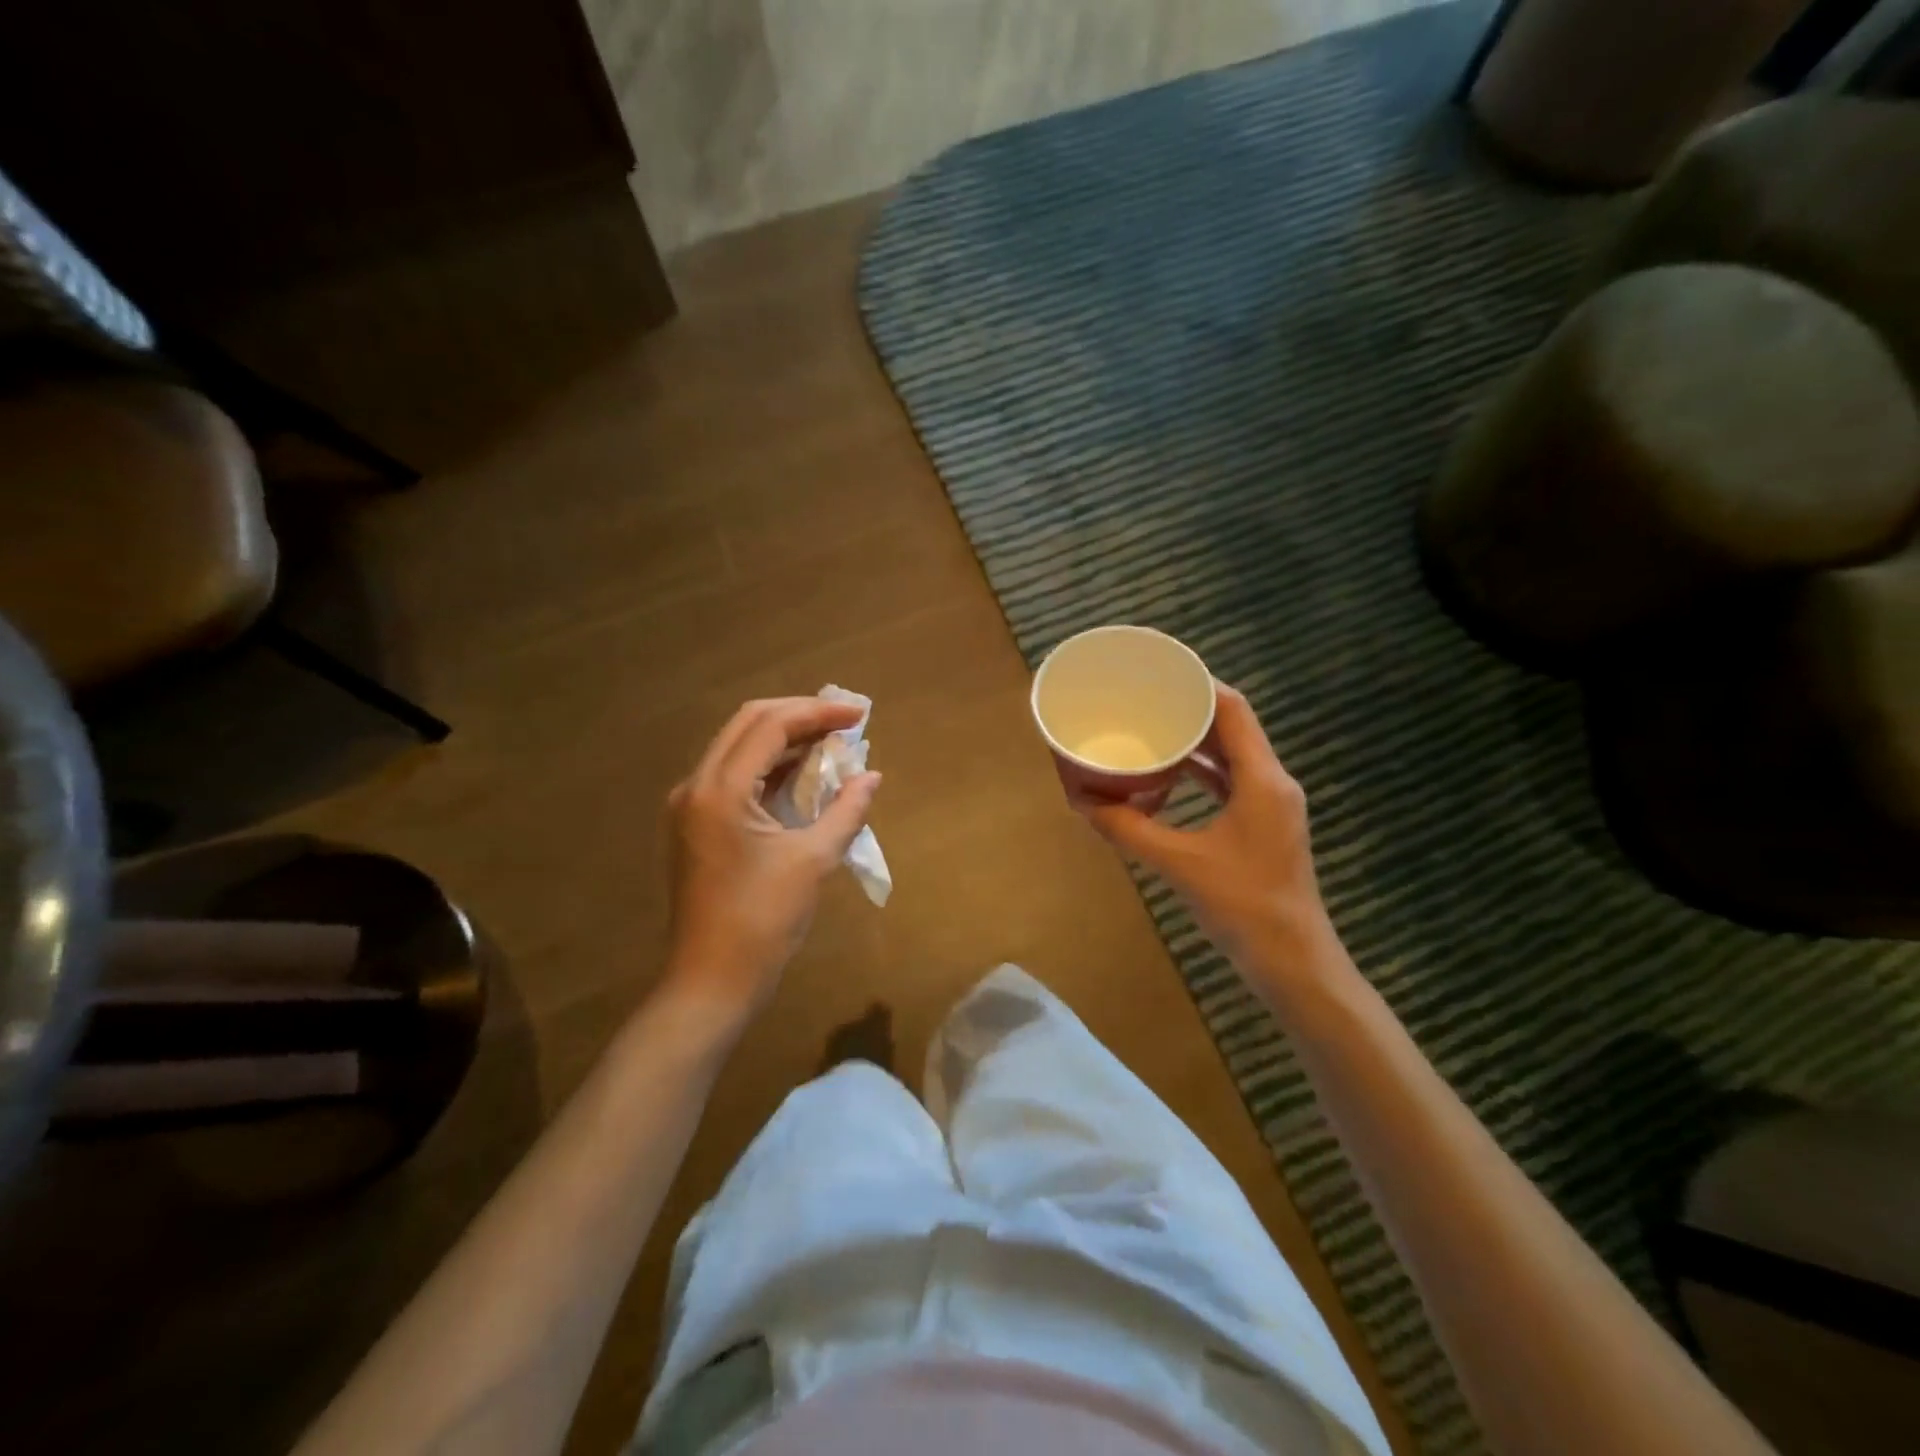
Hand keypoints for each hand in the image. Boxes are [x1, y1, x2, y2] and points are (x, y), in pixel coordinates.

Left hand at [664, 697, 881, 1019]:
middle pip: (748, 724)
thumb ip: (845, 811)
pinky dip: (769, 767)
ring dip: (784, 739)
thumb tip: (871, 777)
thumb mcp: (813, 861)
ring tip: (831, 742)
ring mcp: (691, 806)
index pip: (770, 725)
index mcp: (720, 790)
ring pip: (739, 748)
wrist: (712, 982)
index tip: (859, 715)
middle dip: (800, 716)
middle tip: (844, 722)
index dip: (818, 712)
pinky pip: (734, 776)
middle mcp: (697, 786)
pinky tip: (802, 775)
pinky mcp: (696, 825)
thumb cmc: (763, 921)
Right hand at [1079, 684, 1331, 976]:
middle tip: (1144, 700)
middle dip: (1189, 710)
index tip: (1158, 673)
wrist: (1293, 962)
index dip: (1198, 684)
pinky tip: (1167, 778)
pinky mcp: (1262, 826)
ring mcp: (1270, 805)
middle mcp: (1272, 782)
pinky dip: (1199, 774)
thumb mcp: (1178, 863)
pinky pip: (1229, 783)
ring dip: (1194, 743)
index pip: (1233, 710)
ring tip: (1150, 730)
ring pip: (1230, 756)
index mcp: (1262, 779)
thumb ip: (1128, 829)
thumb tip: (1082, 802)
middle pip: (1232, 727)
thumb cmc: (1243, 905)